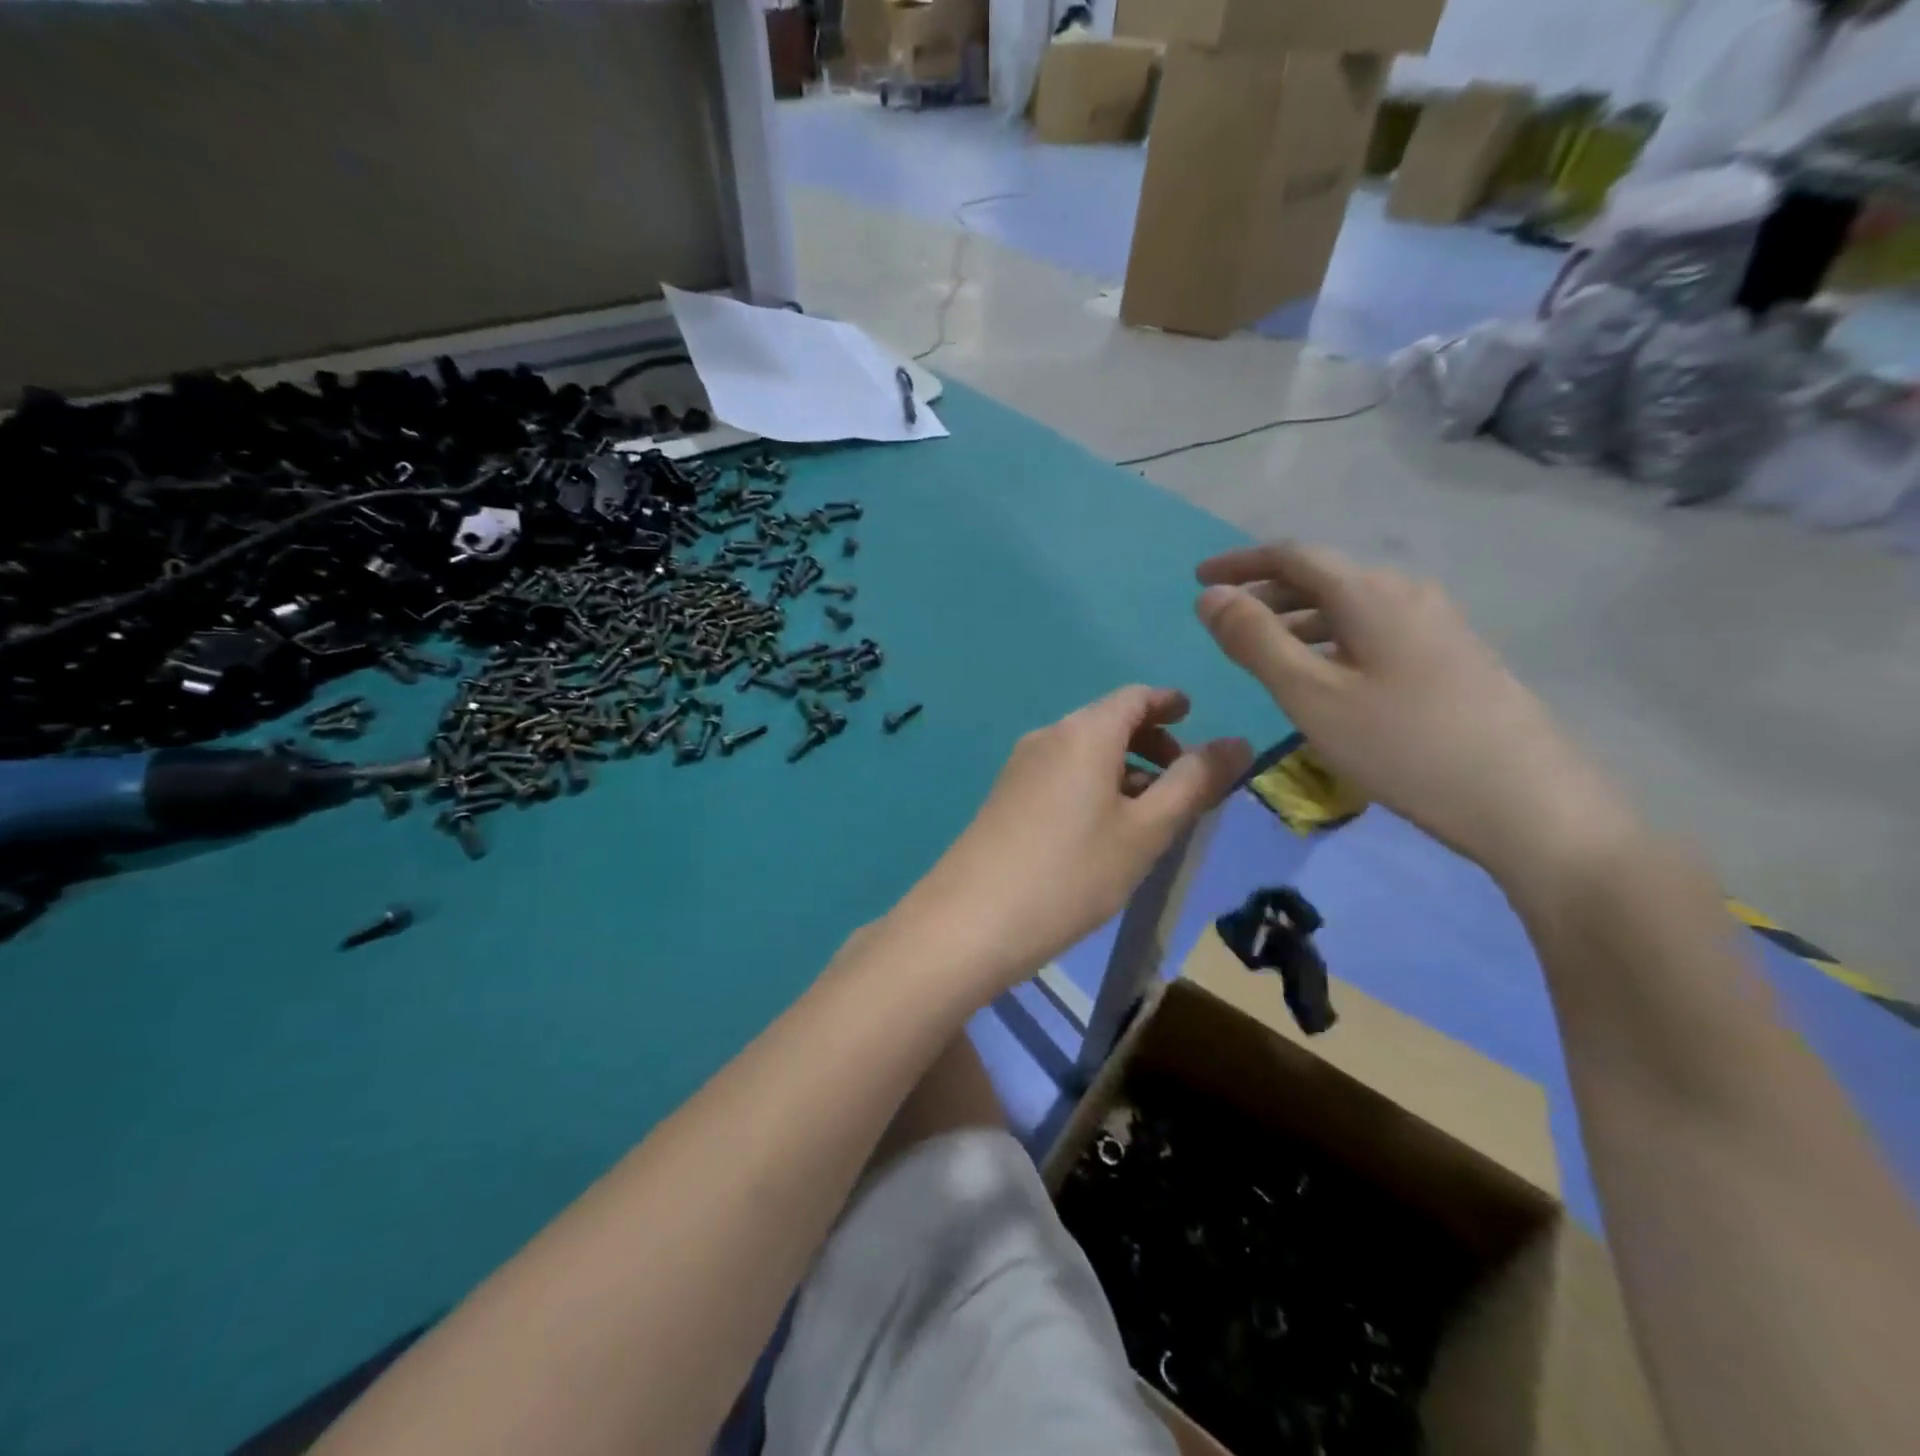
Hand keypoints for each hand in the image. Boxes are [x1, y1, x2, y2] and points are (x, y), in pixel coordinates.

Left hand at [901, 687, 1249, 995]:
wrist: (971, 921)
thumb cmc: (1072, 873)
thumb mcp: (1146, 831)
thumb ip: (1194, 783)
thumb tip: (1237, 741)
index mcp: (1084, 732)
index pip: (1134, 697)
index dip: (1168, 703)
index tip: (1193, 718)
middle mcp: (1048, 737)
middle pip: (1107, 722)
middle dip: (1150, 742)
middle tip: (1183, 780)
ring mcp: (1019, 768)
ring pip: (1083, 752)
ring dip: (1122, 769)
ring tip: (1150, 814)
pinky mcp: (1004, 798)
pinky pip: (1060, 775)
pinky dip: (1093, 786)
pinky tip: (1103, 831)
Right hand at [1195, 544, 1636, 882]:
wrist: (1527, 803)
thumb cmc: (1403, 745)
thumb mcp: (1311, 695)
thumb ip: (1255, 641)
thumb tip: (1210, 596)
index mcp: (1370, 593)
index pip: (1292, 556)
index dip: (1240, 563)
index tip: (1198, 578)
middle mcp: (1407, 595)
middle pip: (1322, 578)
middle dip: (1265, 594)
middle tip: (1223, 624)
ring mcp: (1437, 626)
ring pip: (1349, 609)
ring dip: (1297, 621)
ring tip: (1263, 654)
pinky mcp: (1452, 659)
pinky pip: (1374, 633)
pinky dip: (1331, 642)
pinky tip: (1324, 678)